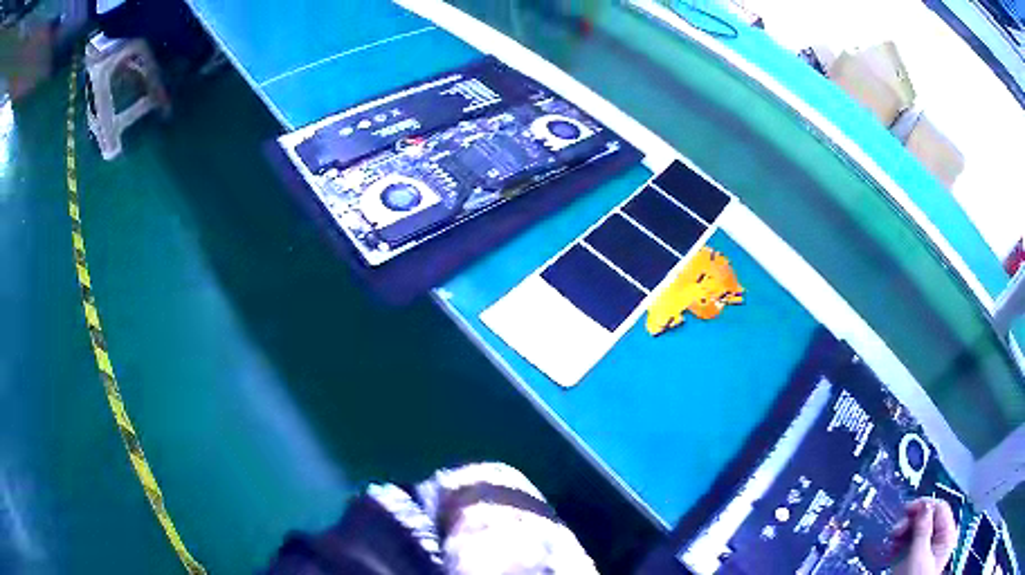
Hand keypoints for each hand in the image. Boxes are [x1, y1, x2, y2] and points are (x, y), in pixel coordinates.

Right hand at [892, 498, 957, 574]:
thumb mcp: (919, 556)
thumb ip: (923, 530)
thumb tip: (924, 505)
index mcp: (948, 534)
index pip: (940, 509)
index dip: (924, 506)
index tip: (906, 509)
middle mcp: (940, 539)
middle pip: (928, 520)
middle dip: (911, 522)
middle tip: (895, 531)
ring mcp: (928, 551)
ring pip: (918, 532)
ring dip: (904, 533)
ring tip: (892, 541)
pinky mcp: (916, 560)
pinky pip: (910, 544)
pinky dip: (900, 544)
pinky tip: (892, 549)